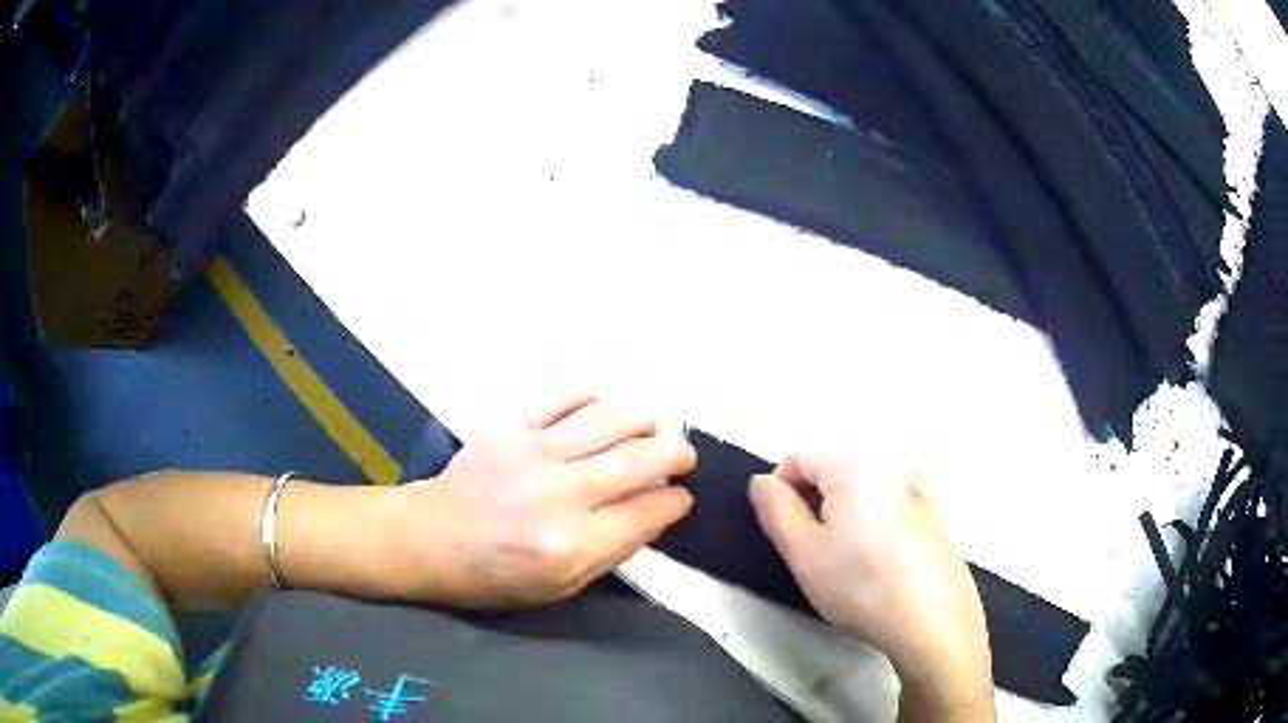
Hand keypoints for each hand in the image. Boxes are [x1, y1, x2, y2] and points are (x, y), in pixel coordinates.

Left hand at [393, 396, 695, 607]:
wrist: (430, 538)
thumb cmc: (494, 574)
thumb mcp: (559, 587)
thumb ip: (611, 551)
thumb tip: (652, 513)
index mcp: (574, 544)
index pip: (648, 511)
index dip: (675, 502)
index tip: (681, 498)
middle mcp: (561, 494)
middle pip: (639, 459)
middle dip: (675, 454)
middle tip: (683, 457)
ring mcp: (533, 452)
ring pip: (609, 419)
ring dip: (643, 419)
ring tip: (653, 426)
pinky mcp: (510, 426)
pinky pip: (562, 398)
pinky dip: (593, 398)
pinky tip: (603, 408)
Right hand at [749, 453, 992, 718]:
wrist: (934, 620)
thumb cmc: (860, 585)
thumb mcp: (803, 552)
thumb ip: (775, 509)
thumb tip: (763, 481)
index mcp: (856, 466)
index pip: (800, 459)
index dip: (780, 490)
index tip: (782, 532)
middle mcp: (891, 464)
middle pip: (835, 471)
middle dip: (815, 503)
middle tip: (813, 551)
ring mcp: (919, 489)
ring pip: (864, 490)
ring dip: (845, 514)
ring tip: (847, 561)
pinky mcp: (935, 514)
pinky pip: (891, 505)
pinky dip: (875, 522)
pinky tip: (880, 563)